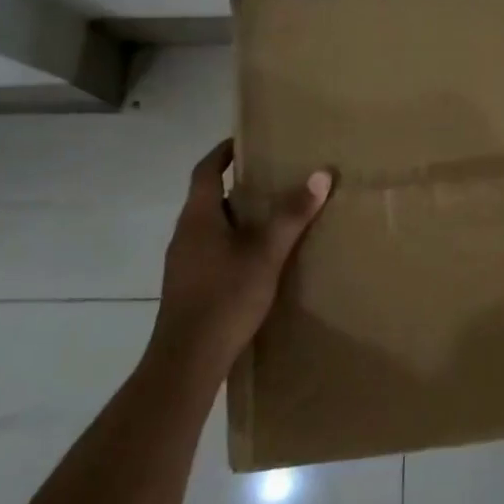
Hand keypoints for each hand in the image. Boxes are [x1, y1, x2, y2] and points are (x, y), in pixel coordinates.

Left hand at [152, 139, 333, 367]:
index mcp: (197, 218)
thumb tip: (321, 174)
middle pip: (207, 198)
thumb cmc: (225, 297)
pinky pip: (211, 251)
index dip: (222, 153)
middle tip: (272, 178)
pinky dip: (233, 243)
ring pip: (210, 227)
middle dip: (237, 186)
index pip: (205, 171)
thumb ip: (291, 214)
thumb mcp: (266, 253)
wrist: (187, 362)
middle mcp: (184, 235)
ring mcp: (183, 264)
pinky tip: (258, 259)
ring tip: (272, 216)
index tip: (244, 141)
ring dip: (236, 217)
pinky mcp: (188, 287)